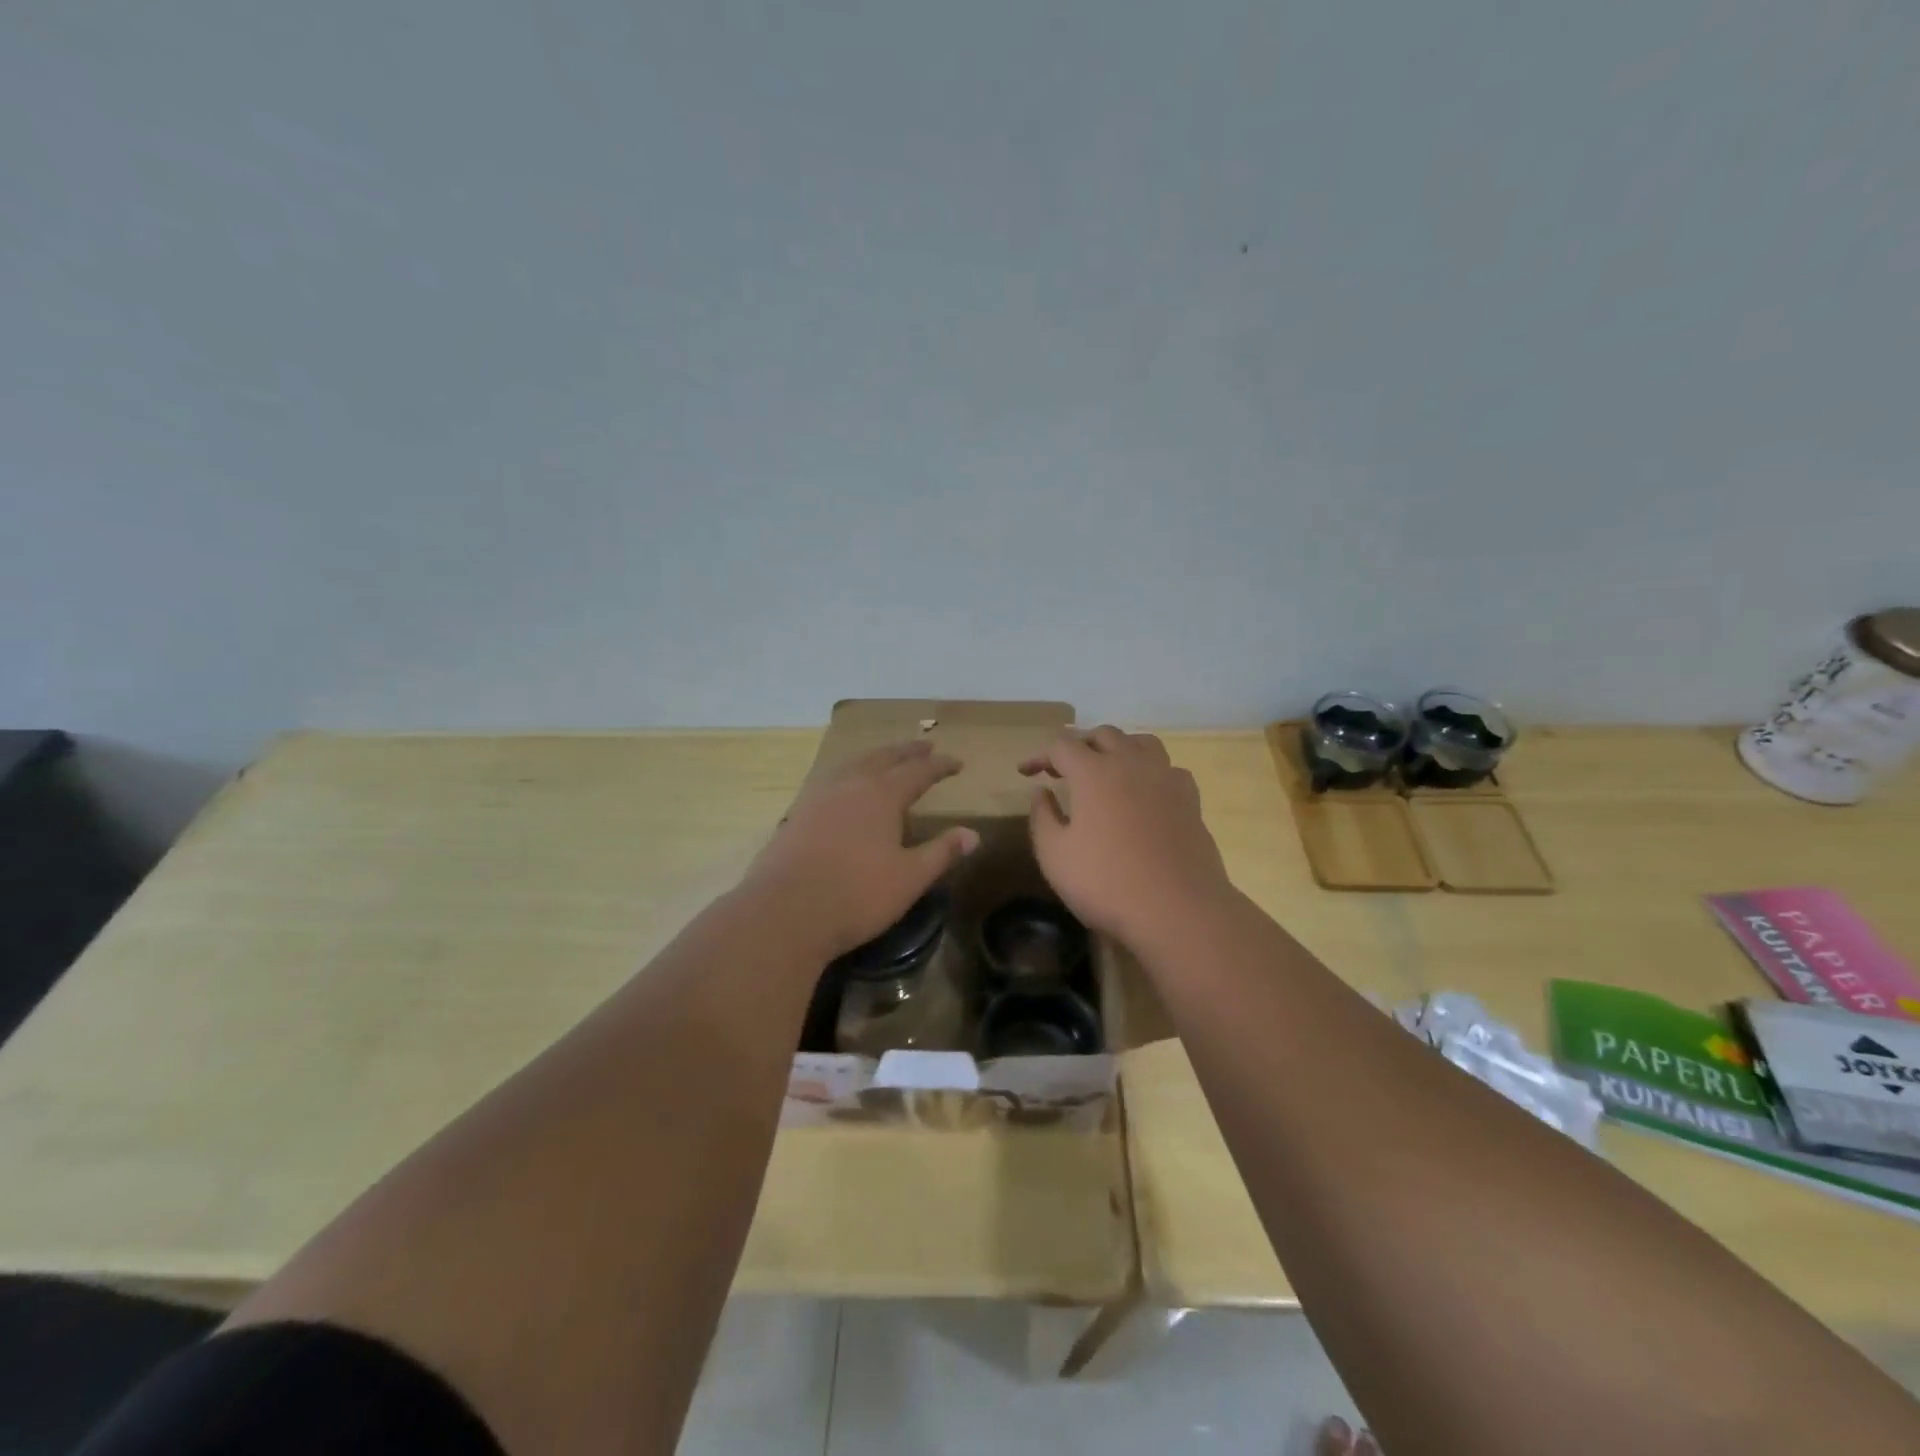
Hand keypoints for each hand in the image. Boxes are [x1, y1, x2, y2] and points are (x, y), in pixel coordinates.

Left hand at [744, 740, 979, 960]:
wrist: (784, 912)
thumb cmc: (856, 895)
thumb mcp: (909, 878)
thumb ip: (941, 852)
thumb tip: (973, 834)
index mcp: (881, 794)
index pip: (918, 771)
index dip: (939, 766)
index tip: (956, 762)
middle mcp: (850, 784)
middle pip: (883, 758)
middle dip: (907, 751)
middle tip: (925, 746)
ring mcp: (819, 796)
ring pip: (852, 763)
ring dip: (875, 757)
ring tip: (886, 758)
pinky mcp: (797, 813)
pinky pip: (830, 779)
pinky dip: (848, 773)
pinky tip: (845, 787)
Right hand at [1022, 727, 1231, 945]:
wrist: (1178, 910)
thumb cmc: (1106, 882)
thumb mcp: (1055, 856)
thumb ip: (1043, 817)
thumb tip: (1042, 792)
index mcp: (1093, 772)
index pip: (1062, 746)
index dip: (1040, 756)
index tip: (1026, 773)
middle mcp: (1131, 763)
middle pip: (1103, 735)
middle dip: (1079, 746)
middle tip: (1063, 770)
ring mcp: (1166, 778)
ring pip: (1141, 742)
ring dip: (1118, 749)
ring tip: (1106, 770)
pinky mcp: (1191, 800)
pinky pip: (1168, 768)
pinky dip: (1150, 771)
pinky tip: (1145, 793)